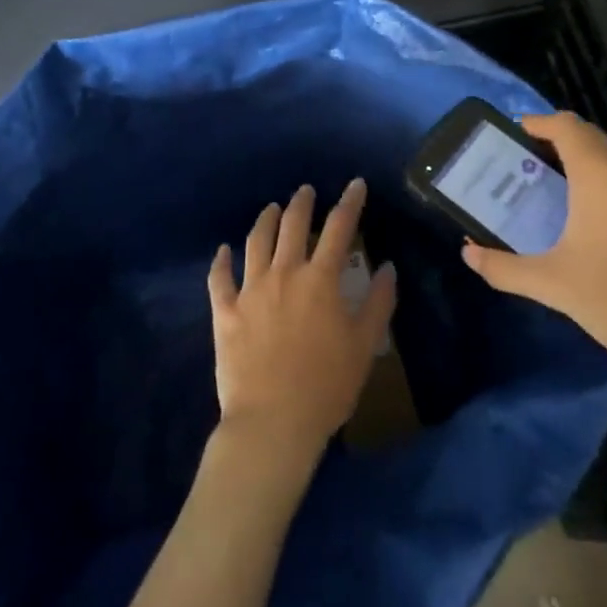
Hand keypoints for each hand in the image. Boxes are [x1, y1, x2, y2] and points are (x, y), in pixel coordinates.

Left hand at [207, 180, 395, 461]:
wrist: (273, 421)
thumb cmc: (326, 385)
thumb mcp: (364, 345)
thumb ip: (378, 303)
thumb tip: (387, 268)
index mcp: (320, 280)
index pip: (340, 229)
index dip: (350, 203)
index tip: (355, 184)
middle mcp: (284, 274)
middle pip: (292, 226)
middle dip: (302, 203)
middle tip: (306, 191)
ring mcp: (250, 291)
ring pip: (256, 243)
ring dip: (265, 221)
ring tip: (271, 209)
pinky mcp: (225, 312)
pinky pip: (219, 279)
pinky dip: (220, 261)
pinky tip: (223, 251)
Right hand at [461, 112, 606, 395]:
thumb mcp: (553, 286)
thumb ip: (503, 268)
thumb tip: (468, 255)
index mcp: (603, 177)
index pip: (567, 126)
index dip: (539, 123)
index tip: (518, 134)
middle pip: (596, 143)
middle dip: (563, 149)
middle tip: (537, 173)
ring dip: (597, 174)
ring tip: (575, 205)